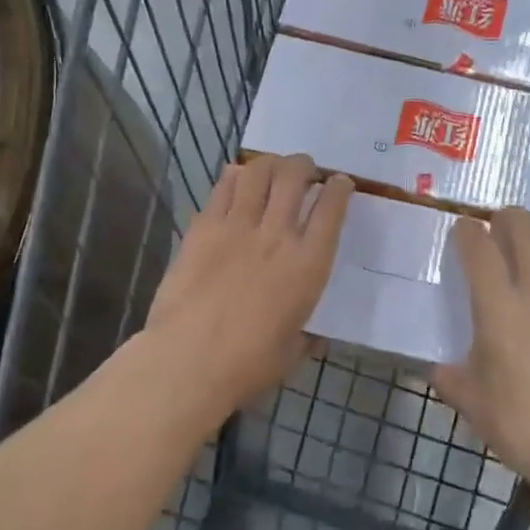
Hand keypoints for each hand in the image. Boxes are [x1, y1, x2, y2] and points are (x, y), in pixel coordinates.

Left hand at [146, 154, 353, 410]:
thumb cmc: (247, 365)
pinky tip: (237, 179)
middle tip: (304, 170)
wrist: (188, 360)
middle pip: (295, 177)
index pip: (332, 209)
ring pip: (258, 172)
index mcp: (308, 265)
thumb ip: (306, 335)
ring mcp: (237, 226)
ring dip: (271, 164)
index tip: (340, 183)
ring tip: (272, 169)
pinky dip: (235, 176)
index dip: (340, 188)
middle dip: (304, 166)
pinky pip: (223, 188)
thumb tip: (313, 335)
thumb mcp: (292, 353)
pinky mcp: (203, 227)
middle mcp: (277, 235)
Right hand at [433, 208, 529, 501]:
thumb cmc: (525, 429)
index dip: (467, 232)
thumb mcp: (472, 404)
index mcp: (499, 309)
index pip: (479, 249)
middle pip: (525, 229)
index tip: (463, 230)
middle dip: (508, 217)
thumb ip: (449, 378)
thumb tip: (435, 367)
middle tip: (501, 223)